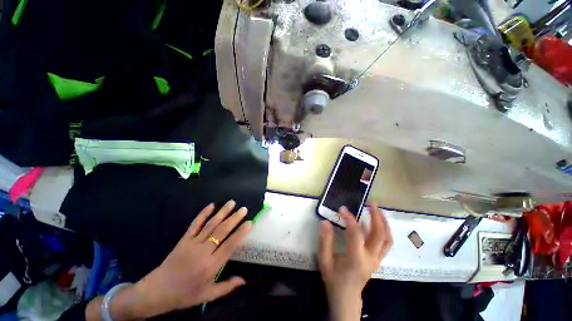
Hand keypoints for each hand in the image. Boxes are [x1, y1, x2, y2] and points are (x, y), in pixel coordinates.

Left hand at [86, 200, 251, 319]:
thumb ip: (227, 287)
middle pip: (222, 232)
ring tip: (232, 203)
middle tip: (243, 209)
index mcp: (211, 266)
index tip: (249, 222)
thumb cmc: (185, 294)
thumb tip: (244, 280)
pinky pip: (195, 224)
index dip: (240, 233)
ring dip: (222, 213)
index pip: (229, 246)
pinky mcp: (184, 239)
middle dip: (234, 219)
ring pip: (210, 225)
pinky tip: (211, 205)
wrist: (157, 291)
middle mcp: (203, 252)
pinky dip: (203, 214)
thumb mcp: (207, 295)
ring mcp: (192, 244)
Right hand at [318, 202, 392, 320]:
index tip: (342, 209)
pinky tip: (378, 222)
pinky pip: (386, 244)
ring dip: (384, 222)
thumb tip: (325, 222)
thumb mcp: (324, 261)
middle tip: (370, 203)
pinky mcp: (377, 260)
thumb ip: (324, 241)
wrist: (346, 298)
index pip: (356, 234)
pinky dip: (385, 230)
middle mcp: (370, 258)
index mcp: (355, 259)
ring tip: (378, 209)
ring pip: (387, 239)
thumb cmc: (334, 279)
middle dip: (376, 217)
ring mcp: (376, 259)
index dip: (350, 219)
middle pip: (379, 235)